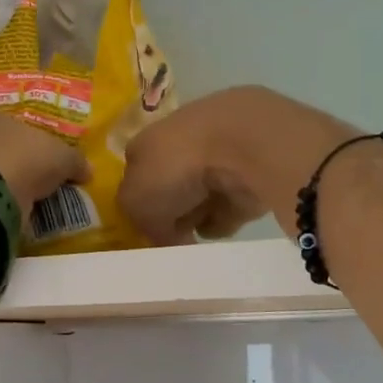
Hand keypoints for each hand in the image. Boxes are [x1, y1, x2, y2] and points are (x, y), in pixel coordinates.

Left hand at [0, 110, 87, 205]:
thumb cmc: (26, 157)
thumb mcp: (62, 156)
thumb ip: (75, 161)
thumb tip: (88, 170)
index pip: (10, 123)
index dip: (27, 138)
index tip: (41, 153)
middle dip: (14, 160)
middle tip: (34, 176)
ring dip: (2, 182)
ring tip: (25, 197)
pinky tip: (10, 209)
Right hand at [119, 87, 358, 245]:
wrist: (240, 146)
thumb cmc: (174, 167)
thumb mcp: (136, 203)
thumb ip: (143, 223)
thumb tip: (163, 236)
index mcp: (147, 144)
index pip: (137, 176)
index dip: (137, 205)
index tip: (144, 230)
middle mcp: (179, 148)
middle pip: (168, 191)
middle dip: (168, 216)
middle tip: (169, 238)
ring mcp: (215, 161)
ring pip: (197, 200)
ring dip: (195, 219)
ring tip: (194, 236)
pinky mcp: (246, 177)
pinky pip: (227, 210)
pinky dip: (222, 221)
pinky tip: (219, 226)